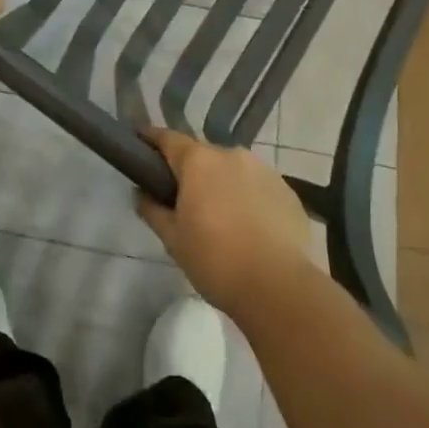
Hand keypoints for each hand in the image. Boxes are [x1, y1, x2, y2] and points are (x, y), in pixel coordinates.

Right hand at [135, 129, 316, 314]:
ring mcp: (263, 170)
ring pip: (233, 170)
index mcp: (198, 161)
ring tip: (221, 217)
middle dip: (191, 171)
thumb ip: (152, 210)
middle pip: (202, 155)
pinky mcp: (288, 192)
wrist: (280, 289)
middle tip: (184, 199)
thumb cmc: (216, 260)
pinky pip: (258, 187)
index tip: (141, 144)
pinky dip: (249, 199)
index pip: (167, 138)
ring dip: (222, 184)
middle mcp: (230, 154)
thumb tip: (141, 193)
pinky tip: (250, 228)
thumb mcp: (173, 240)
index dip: (151, 139)